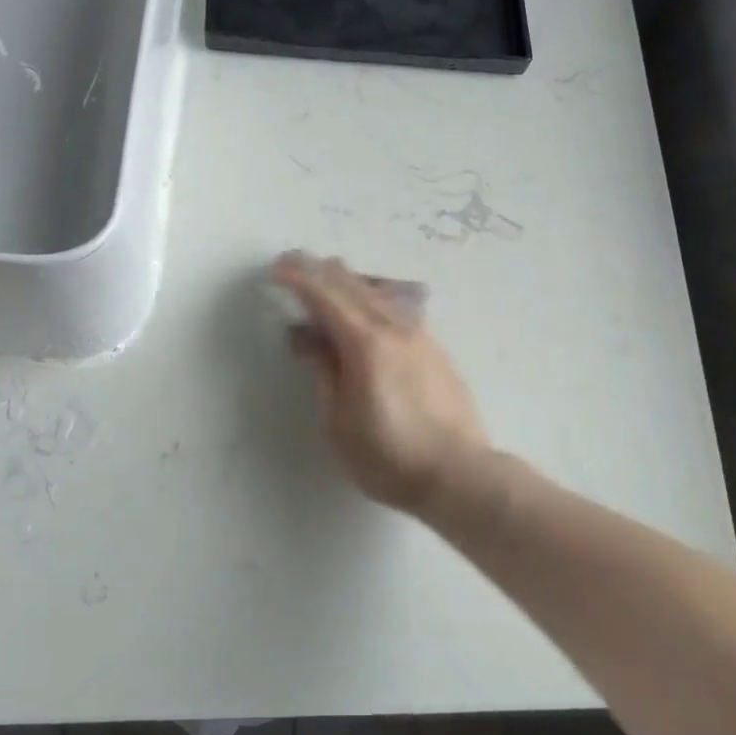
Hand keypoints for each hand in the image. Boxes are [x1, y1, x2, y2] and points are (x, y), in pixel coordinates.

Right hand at [273, 251, 490, 515]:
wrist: (458, 472)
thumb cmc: (388, 457)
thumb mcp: (339, 422)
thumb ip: (324, 373)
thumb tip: (309, 337)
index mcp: (366, 344)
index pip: (326, 298)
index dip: (299, 279)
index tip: (277, 269)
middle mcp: (395, 328)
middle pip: (354, 286)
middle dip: (321, 270)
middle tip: (295, 262)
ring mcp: (420, 335)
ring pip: (380, 292)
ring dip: (350, 280)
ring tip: (331, 274)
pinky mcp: (435, 347)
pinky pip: (399, 306)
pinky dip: (375, 295)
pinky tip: (371, 301)